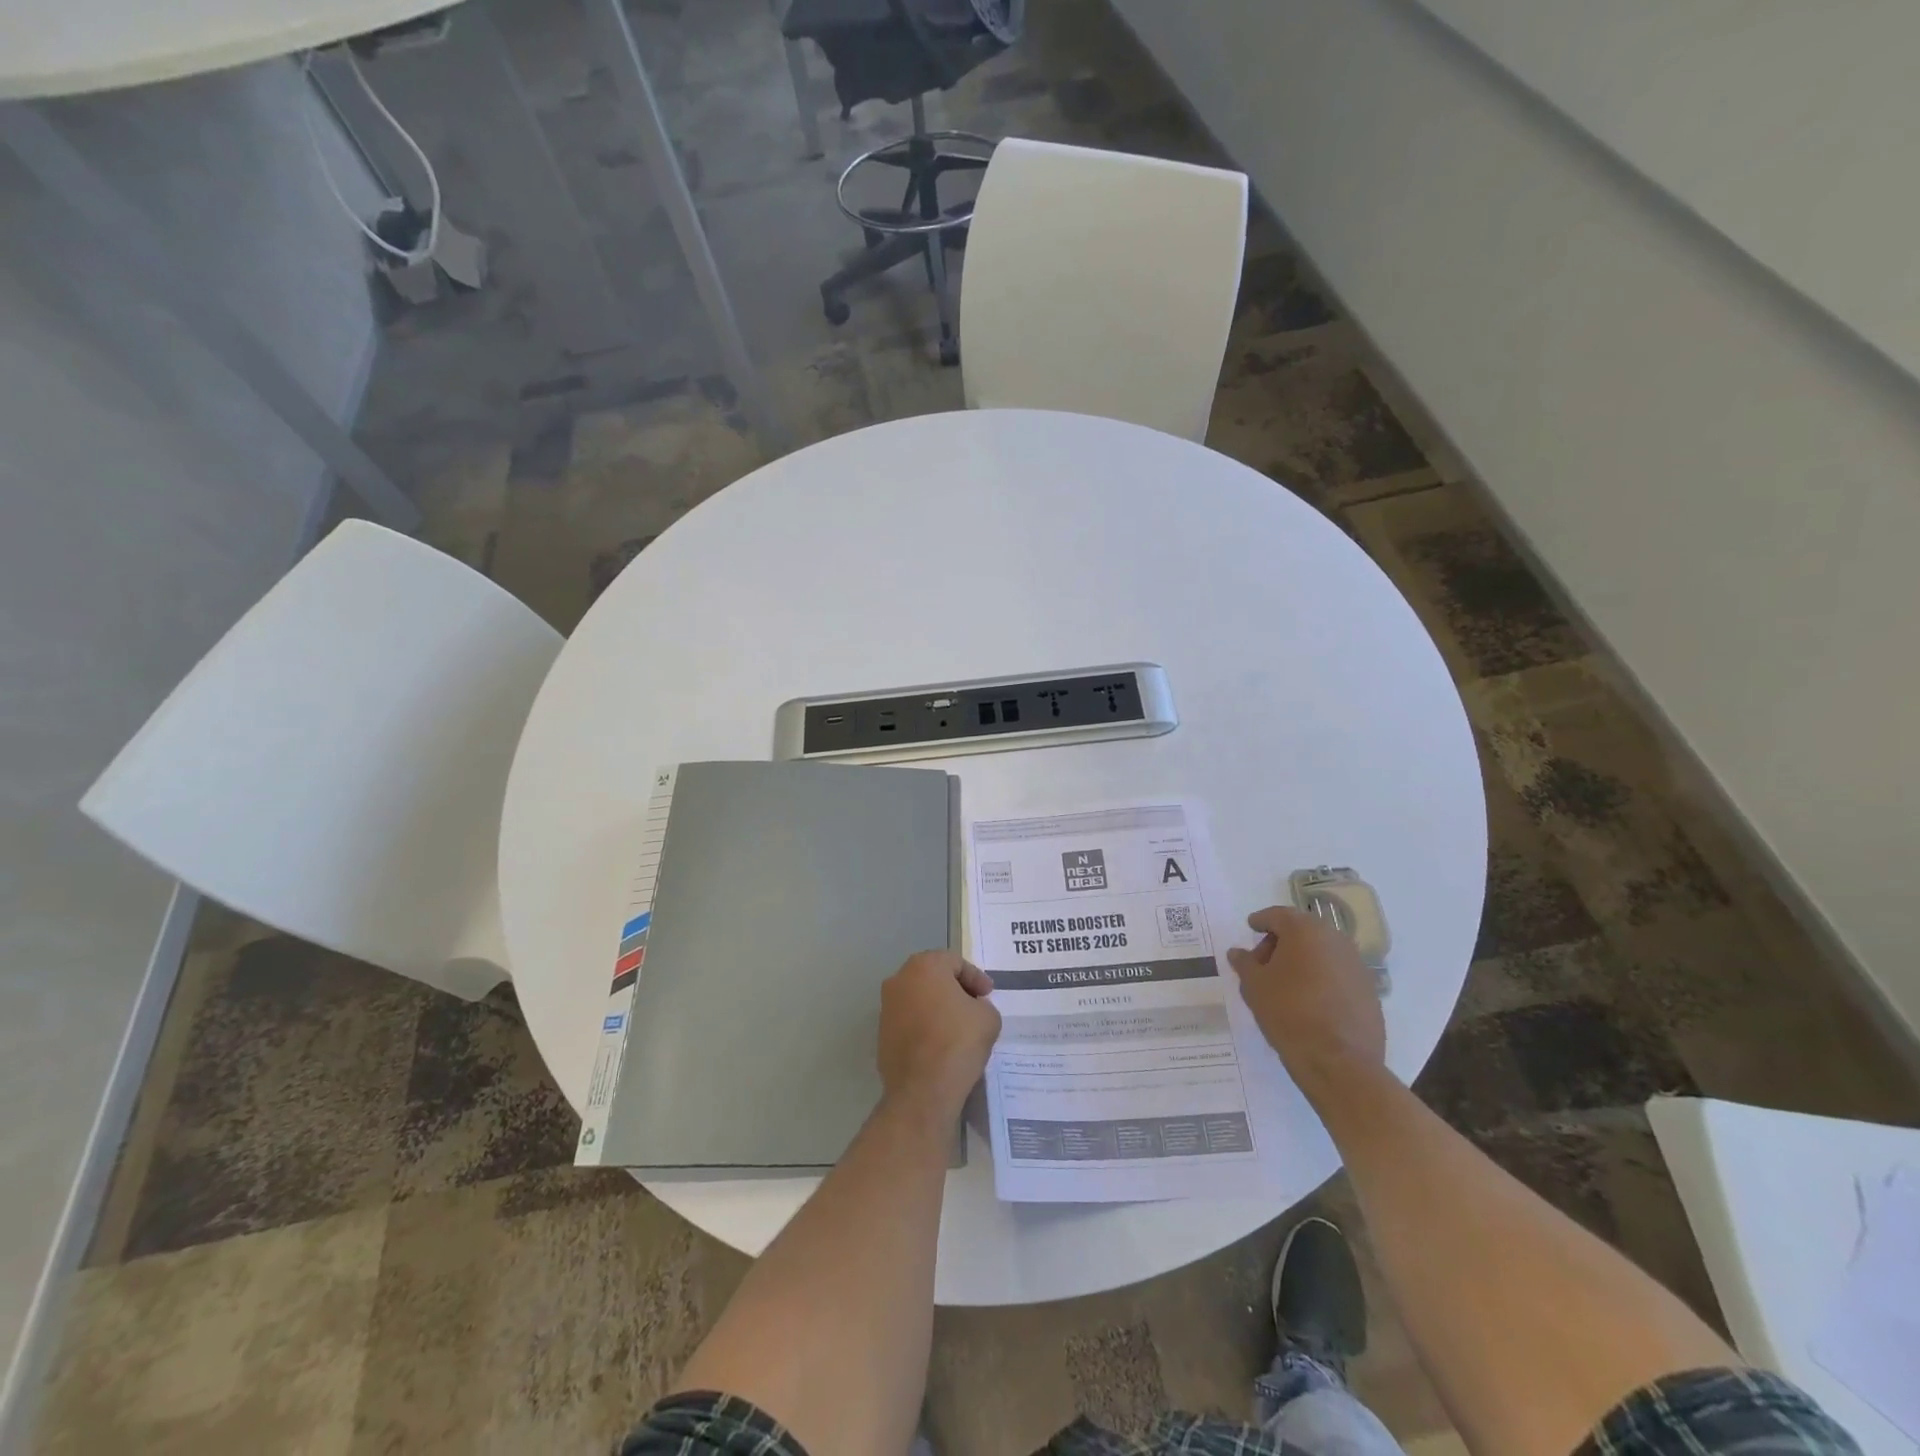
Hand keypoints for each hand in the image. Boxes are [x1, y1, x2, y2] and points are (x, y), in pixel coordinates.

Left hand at [878, 950, 1001, 1116]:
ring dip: (938, 1006)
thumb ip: (983, 1004)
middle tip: (974, 1004)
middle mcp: (899, 980)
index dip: (976, 977)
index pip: (955, 962)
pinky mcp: (881, 1033)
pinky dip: (924, 1024)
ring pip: (918, 997)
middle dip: (955, 988)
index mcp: (924, 966)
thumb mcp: (988, 1018)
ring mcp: (886, 1007)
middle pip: (933, 976)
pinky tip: (940, 1042)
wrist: (922, 1090)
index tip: (988, 995)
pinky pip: (909, 1020)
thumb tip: (973, 1008)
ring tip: (958, 1025)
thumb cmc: (958, 1042)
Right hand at [1226, 906, 1385, 1106]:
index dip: (1261, 920)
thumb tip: (1238, 952)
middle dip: (1281, 941)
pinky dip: (1322, 977)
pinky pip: (1338, 973)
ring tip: (1286, 983)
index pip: (1277, 915)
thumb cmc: (1288, 1013)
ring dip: (1303, 959)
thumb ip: (1245, 963)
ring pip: (1323, 951)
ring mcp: (1357, 964)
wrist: (1339, 1061)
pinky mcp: (1369, 989)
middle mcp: (1335, 939)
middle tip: (1263, 961)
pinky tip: (1309, 999)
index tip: (1250, 927)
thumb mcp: (1254, 986)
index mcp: (1304, 931)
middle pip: (1302, 930)